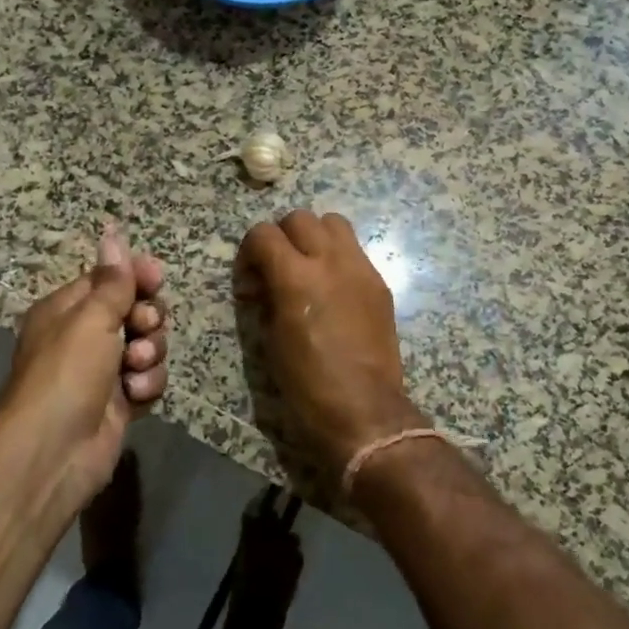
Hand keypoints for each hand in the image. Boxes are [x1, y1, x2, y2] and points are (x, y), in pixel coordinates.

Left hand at [2, 224, 167, 493]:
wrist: (53, 452)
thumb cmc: (66, 373)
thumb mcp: (91, 318)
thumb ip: (113, 280)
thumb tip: (112, 233)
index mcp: (67, 310)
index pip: (109, 279)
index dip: (136, 276)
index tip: (157, 277)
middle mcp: (85, 336)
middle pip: (135, 310)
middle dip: (147, 319)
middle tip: (143, 327)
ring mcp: (103, 370)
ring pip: (148, 345)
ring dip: (149, 354)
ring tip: (134, 369)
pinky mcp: (120, 402)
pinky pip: (148, 379)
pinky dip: (147, 384)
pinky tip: (136, 395)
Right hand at [234, 209, 426, 479]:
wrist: (363, 410)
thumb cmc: (307, 384)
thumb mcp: (272, 340)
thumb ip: (267, 297)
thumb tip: (263, 283)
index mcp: (296, 278)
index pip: (264, 233)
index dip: (249, 251)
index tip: (250, 279)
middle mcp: (330, 262)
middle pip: (300, 218)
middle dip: (282, 237)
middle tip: (277, 268)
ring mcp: (360, 269)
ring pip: (333, 223)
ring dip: (315, 236)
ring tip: (309, 267)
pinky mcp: (379, 283)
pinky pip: (355, 251)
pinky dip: (338, 257)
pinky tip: (333, 288)